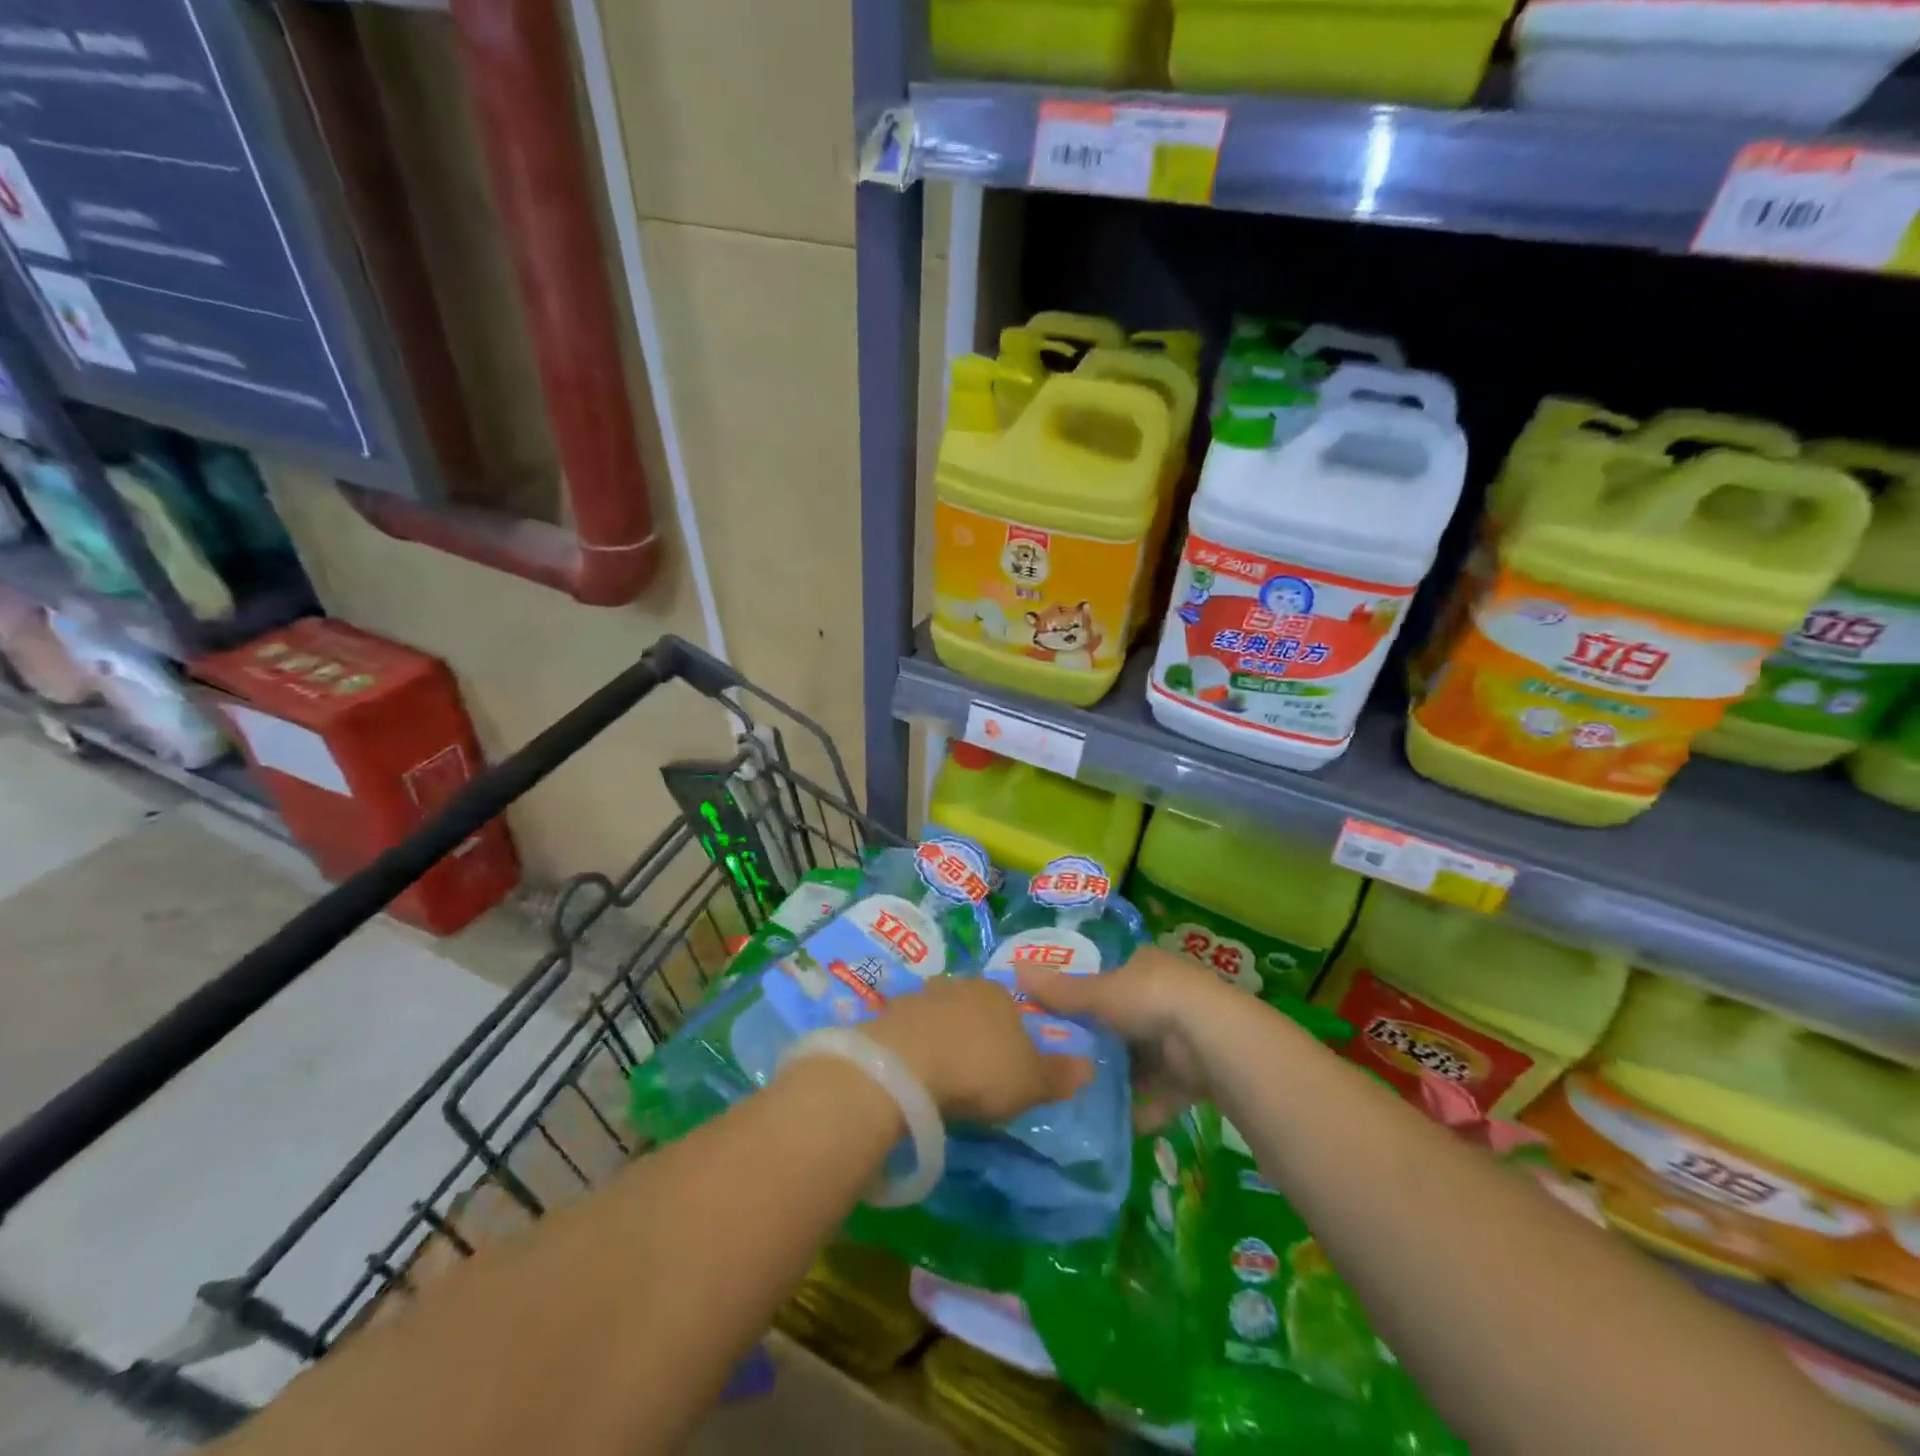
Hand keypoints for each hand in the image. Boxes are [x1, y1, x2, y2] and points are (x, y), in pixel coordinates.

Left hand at [863, 977, 1092, 1122]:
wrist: (905, 1066)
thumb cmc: (979, 1070)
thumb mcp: (1030, 1082)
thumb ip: (1059, 1075)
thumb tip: (1090, 1067)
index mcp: (997, 994)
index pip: (1011, 1008)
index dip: (1012, 1036)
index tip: (1007, 1066)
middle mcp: (959, 985)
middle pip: (973, 1007)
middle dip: (974, 1034)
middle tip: (974, 1072)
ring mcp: (920, 996)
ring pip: (938, 1015)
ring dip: (941, 1039)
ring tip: (941, 1075)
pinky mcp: (888, 1014)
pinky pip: (909, 1031)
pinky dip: (913, 1048)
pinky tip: (913, 1073)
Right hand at [1018, 946, 1236, 1131]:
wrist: (1212, 1041)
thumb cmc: (1150, 1000)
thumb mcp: (1099, 993)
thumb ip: (1060, 990)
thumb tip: (1014, 971)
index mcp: (1147, 967)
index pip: (1113, 977)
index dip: (1088, 995)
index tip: (1061, 1017)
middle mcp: (1168, 996)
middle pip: (1126, 1021)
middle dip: (1102, 1043)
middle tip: (1065, 1062)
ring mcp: (1186, 1037)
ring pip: (1145, 1060)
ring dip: (1122, 1079)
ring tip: (1084, 1098)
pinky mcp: (1198, 1075)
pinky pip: (1163, 1093)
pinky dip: (1144, 1108)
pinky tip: (1118, 1125)